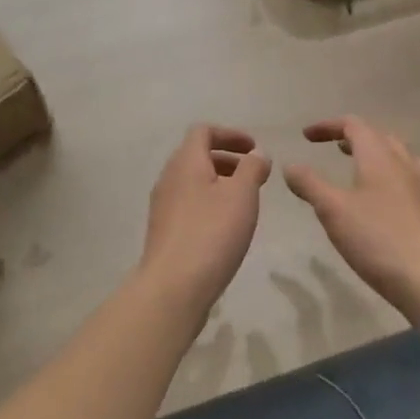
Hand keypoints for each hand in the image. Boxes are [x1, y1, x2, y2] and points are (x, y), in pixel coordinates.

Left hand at [139, 124, 271, 312]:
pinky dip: (209, 203)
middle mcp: (169, 178)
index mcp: (185, 162)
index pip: (203, 132)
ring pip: (192, 181)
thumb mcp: (242, 195)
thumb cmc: (212, 233)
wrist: (173, 287)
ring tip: (245, 202)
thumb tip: (256, 154)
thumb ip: (251, 168)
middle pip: (196, 155)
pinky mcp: (164, 231)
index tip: (254, 149)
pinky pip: (188, 204)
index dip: (230, 134)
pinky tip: (226, 227)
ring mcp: (163, 206)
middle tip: (254, 175)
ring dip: (219, 182)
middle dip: (227, 159)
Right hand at [285, 116, 419, 315]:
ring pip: (397, 155)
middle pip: (378, 136)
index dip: (328, 126)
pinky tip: (381, 197)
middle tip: (332, 147)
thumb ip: (309, 184)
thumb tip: (290, 166)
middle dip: (352, 137)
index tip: (305, 136)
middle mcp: (403, 164)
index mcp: (379, 156)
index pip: (354, 125)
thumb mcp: (332, 210)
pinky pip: (407, 177)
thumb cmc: (376, 238)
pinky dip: (388, 174)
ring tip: (358, 166)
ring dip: (374, 153)